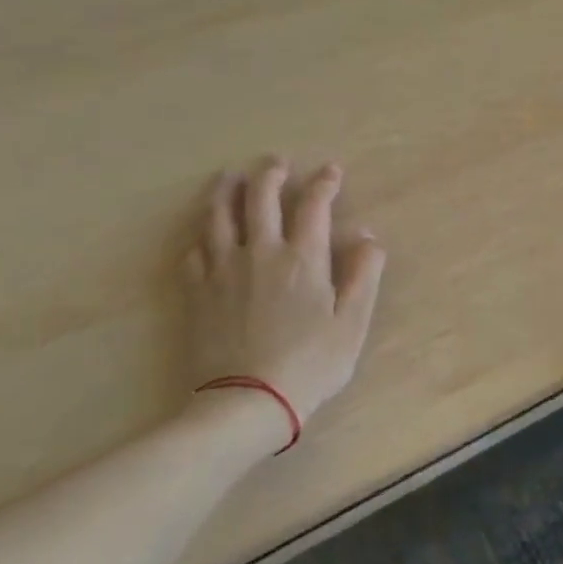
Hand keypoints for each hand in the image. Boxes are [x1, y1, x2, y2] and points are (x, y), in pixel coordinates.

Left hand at [184, 158, 386, 436]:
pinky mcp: (196, 293)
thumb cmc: (311, 363)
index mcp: (303, 258)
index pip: (314, 205)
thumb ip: (363, 274)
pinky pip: (194, 251)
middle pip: (260, 199)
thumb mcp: (353, 321)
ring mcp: (222, 271)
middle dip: (270, 174)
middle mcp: (260, 253)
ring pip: (219, 217)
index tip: (332, 170)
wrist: (246, 402)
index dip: (324, 183)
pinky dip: (201, 235)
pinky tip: (204, 234)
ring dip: (226, 191)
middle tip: (276, 161)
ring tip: (229, 177)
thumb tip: (367, 236)